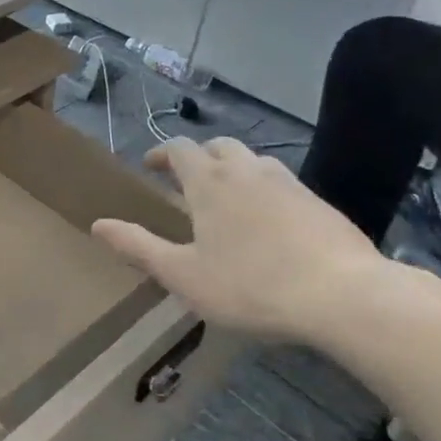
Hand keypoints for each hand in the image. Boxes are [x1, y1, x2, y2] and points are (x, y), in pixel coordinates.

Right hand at [92, 138, 392, 344]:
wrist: (343, 295)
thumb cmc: (251, 286)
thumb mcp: (183, 275)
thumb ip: (138, 247)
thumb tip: (97, 224)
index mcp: (209, 182)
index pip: (180, 148)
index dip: (162, 153)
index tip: (151, 166)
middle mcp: (246, 170)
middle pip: (218, 145)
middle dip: (198, 156)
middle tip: (187, 179)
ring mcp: (287, 182)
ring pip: (253, 160)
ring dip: (233, 168)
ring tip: (228, 197)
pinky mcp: (318, 202)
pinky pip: (282, 182)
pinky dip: (265, 189)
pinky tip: (270, 221)